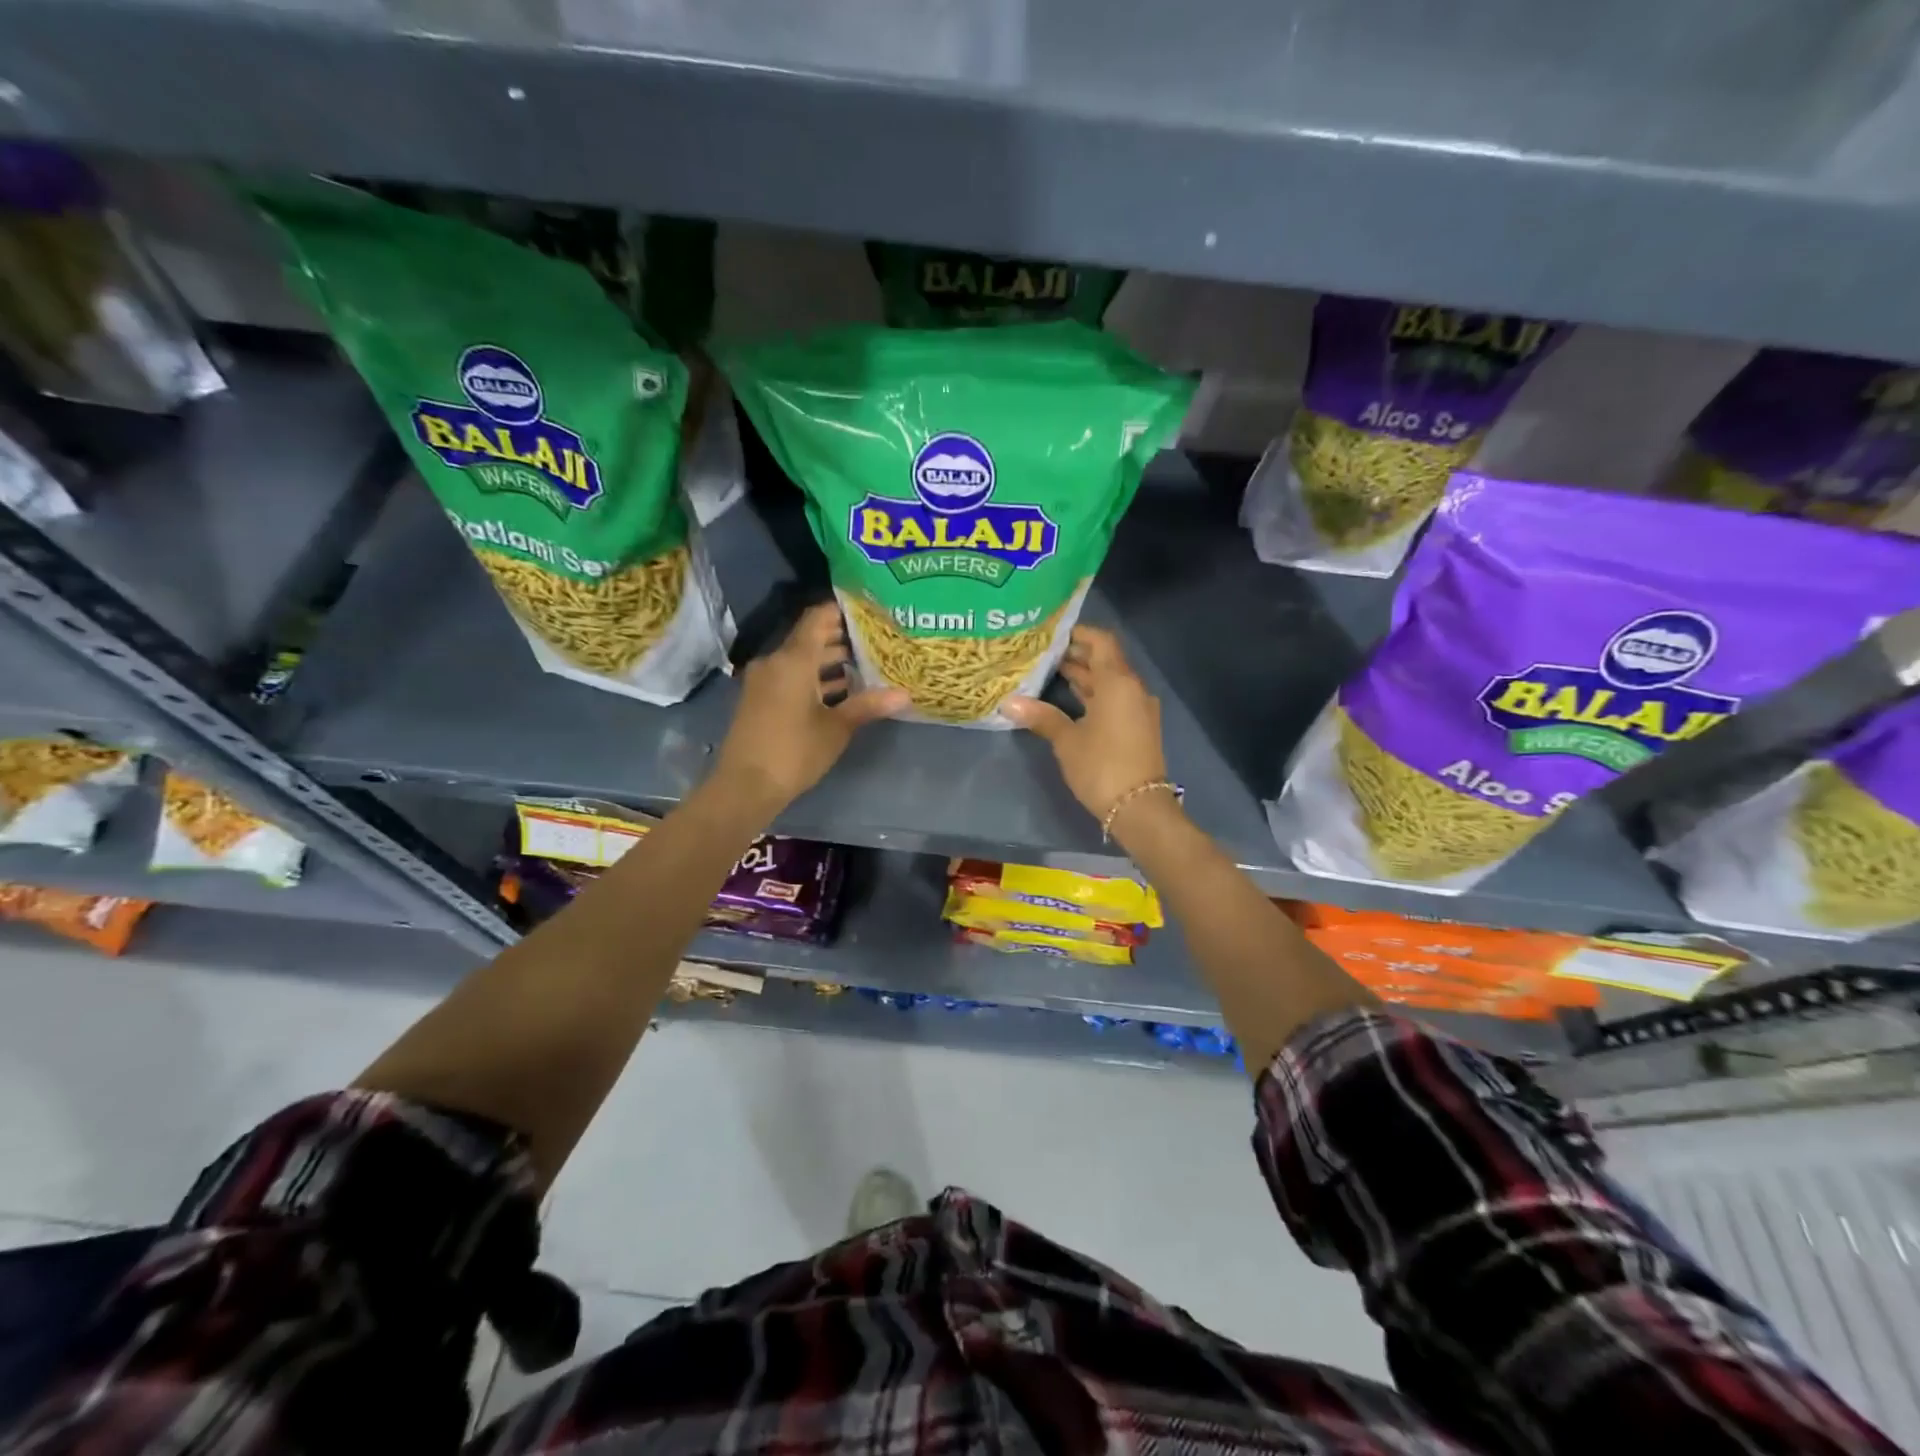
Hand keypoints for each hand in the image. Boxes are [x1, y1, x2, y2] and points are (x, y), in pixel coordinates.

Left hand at [714, 603, 907, 811]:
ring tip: (866, 664)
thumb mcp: (837, 728)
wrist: (745, 786)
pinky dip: (814, 678)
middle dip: (842, 638)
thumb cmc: (794, 751)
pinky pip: (791, 676)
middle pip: (810, 638)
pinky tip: (841, 690)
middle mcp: (775, 662)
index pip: (817, 618)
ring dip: (829, 661)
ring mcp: (764, 681)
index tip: (869, 610)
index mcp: (793, 659)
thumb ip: (869, 705)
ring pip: (801, 660)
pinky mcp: (761, 699)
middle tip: (877, 639)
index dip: (842, 610)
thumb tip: (905, 694)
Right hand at [1003, 626, 1168, 829]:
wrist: (1139, 808)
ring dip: (1085, 676)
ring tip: (1050, 674)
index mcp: (1118, 682)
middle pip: (1106, 660)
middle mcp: (1133, 689)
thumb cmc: (1102, 766)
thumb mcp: (1067, 741)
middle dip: (1076, 655)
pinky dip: (1094, 695)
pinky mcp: (1138, 727)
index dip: (1078, 633)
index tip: (1051, 634)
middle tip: (1043, 654)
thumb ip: (1042, 717)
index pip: (1101, 641)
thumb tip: (1009, 703)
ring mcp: (1138, 709)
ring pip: (1110, 682)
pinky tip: (1070, 701)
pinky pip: (1115, 699)